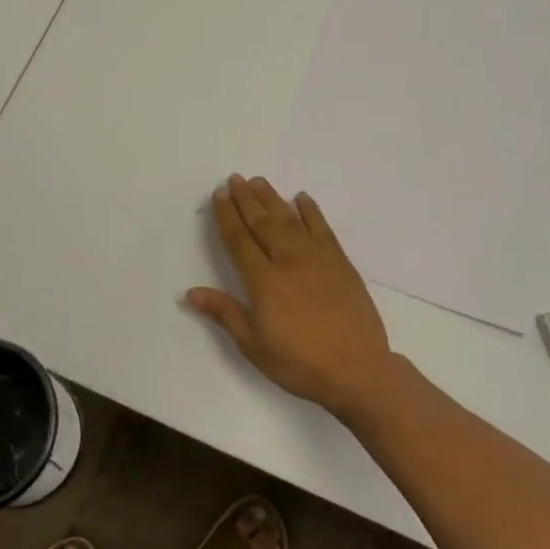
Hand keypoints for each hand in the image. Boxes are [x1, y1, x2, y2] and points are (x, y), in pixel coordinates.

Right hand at [187, 175, 396, 415]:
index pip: (239, 240)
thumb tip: (191, 293)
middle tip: (235, 178)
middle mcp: (289, 261)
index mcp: (264, 282)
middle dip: (246, 199)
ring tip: (259, 182)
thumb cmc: (300, 363)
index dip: (227, 216)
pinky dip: (311, 212)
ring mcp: (318, 259)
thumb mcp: (254, 345)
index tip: (219, 195)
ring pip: (290, 220)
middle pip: (263, 223)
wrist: (358, 370)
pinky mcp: (341, 263)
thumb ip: (225, 313)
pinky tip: (302, 199)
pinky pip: (322, 229)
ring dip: (272, 199)